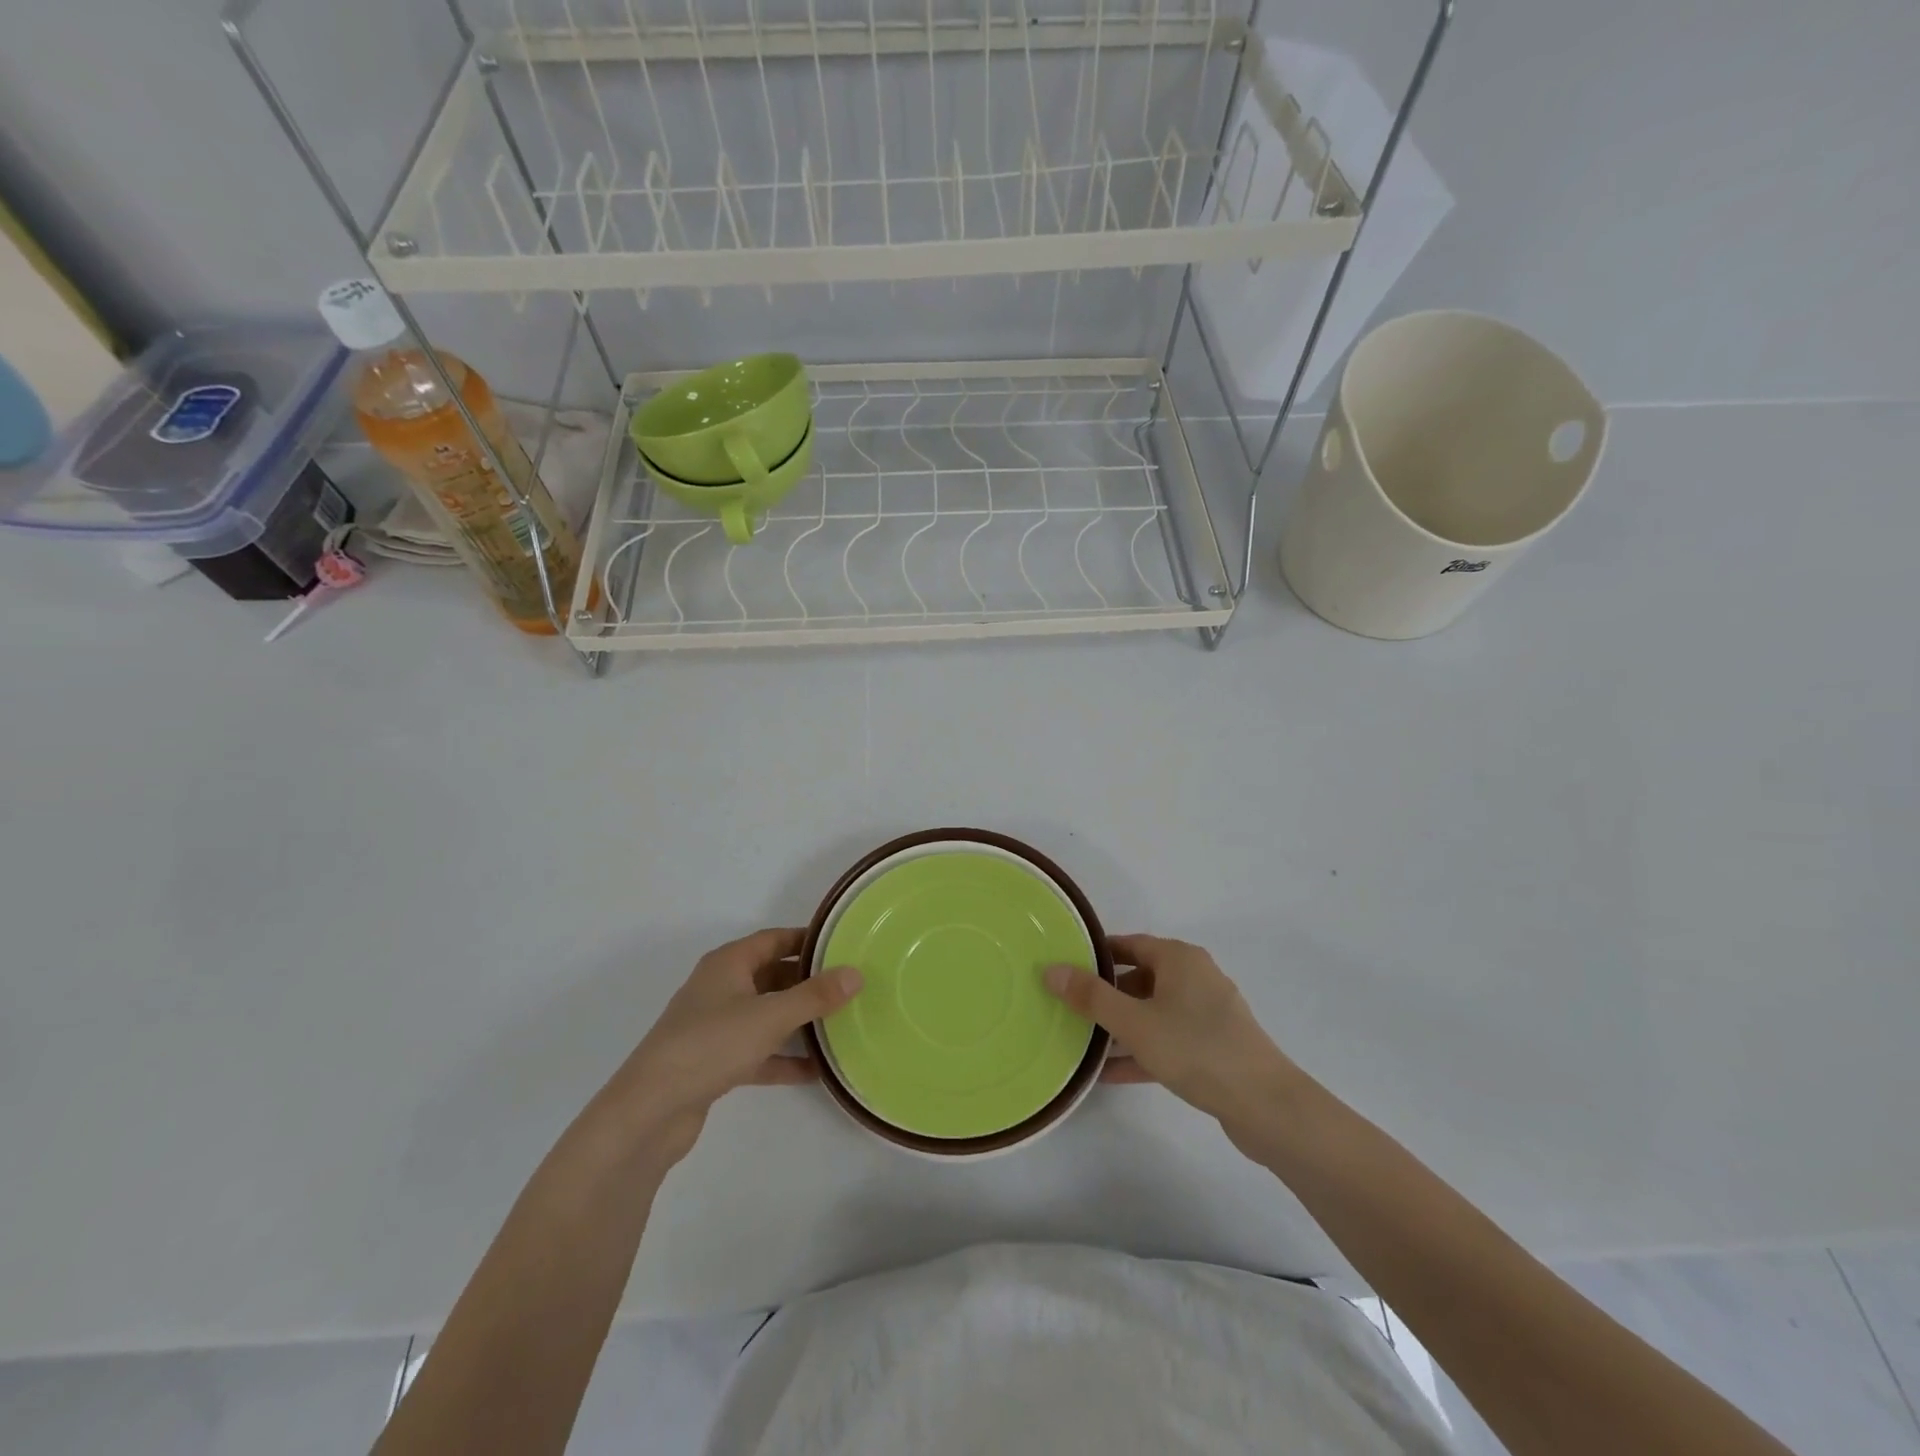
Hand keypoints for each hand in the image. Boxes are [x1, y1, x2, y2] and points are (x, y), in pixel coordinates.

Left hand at [600, 929, 861, 1167]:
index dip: (806, 940)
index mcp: (728, 964)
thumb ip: (815, 996)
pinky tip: (814, 1071)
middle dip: (807, 982)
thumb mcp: (770, 1016)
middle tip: (847, 987)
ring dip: (797, 1021)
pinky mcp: (713, 1062)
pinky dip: (782, 1057)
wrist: (650, 1110)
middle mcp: (720, 988)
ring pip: (765, 1014)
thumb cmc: (711, 1044)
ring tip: (838, 1025)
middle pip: (771, 976)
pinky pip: (757, 1051)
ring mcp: (715, 1027)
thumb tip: (856, 974)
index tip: (842, 946)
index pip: (773, 939)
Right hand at [1044, 935, 1304, 1136]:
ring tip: (1082, 1042)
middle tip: (1069, 1008)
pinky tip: (1109, 1074)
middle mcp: (1196, 978)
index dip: (1096, 954)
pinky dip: (1141, 1051)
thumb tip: (1051, 969)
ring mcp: (1208, 1014)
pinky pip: (1168, 1041)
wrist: (1266, 1106)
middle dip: (1106, 994)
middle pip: (1140, 977)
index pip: (1129, 944)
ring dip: (1121, 1027)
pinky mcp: (1214, 1048)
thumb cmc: (1195, 1049)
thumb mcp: (1134, 1022)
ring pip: (1153, 1012)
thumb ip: (1091, 996)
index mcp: (1180, 959)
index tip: (1066, 968)